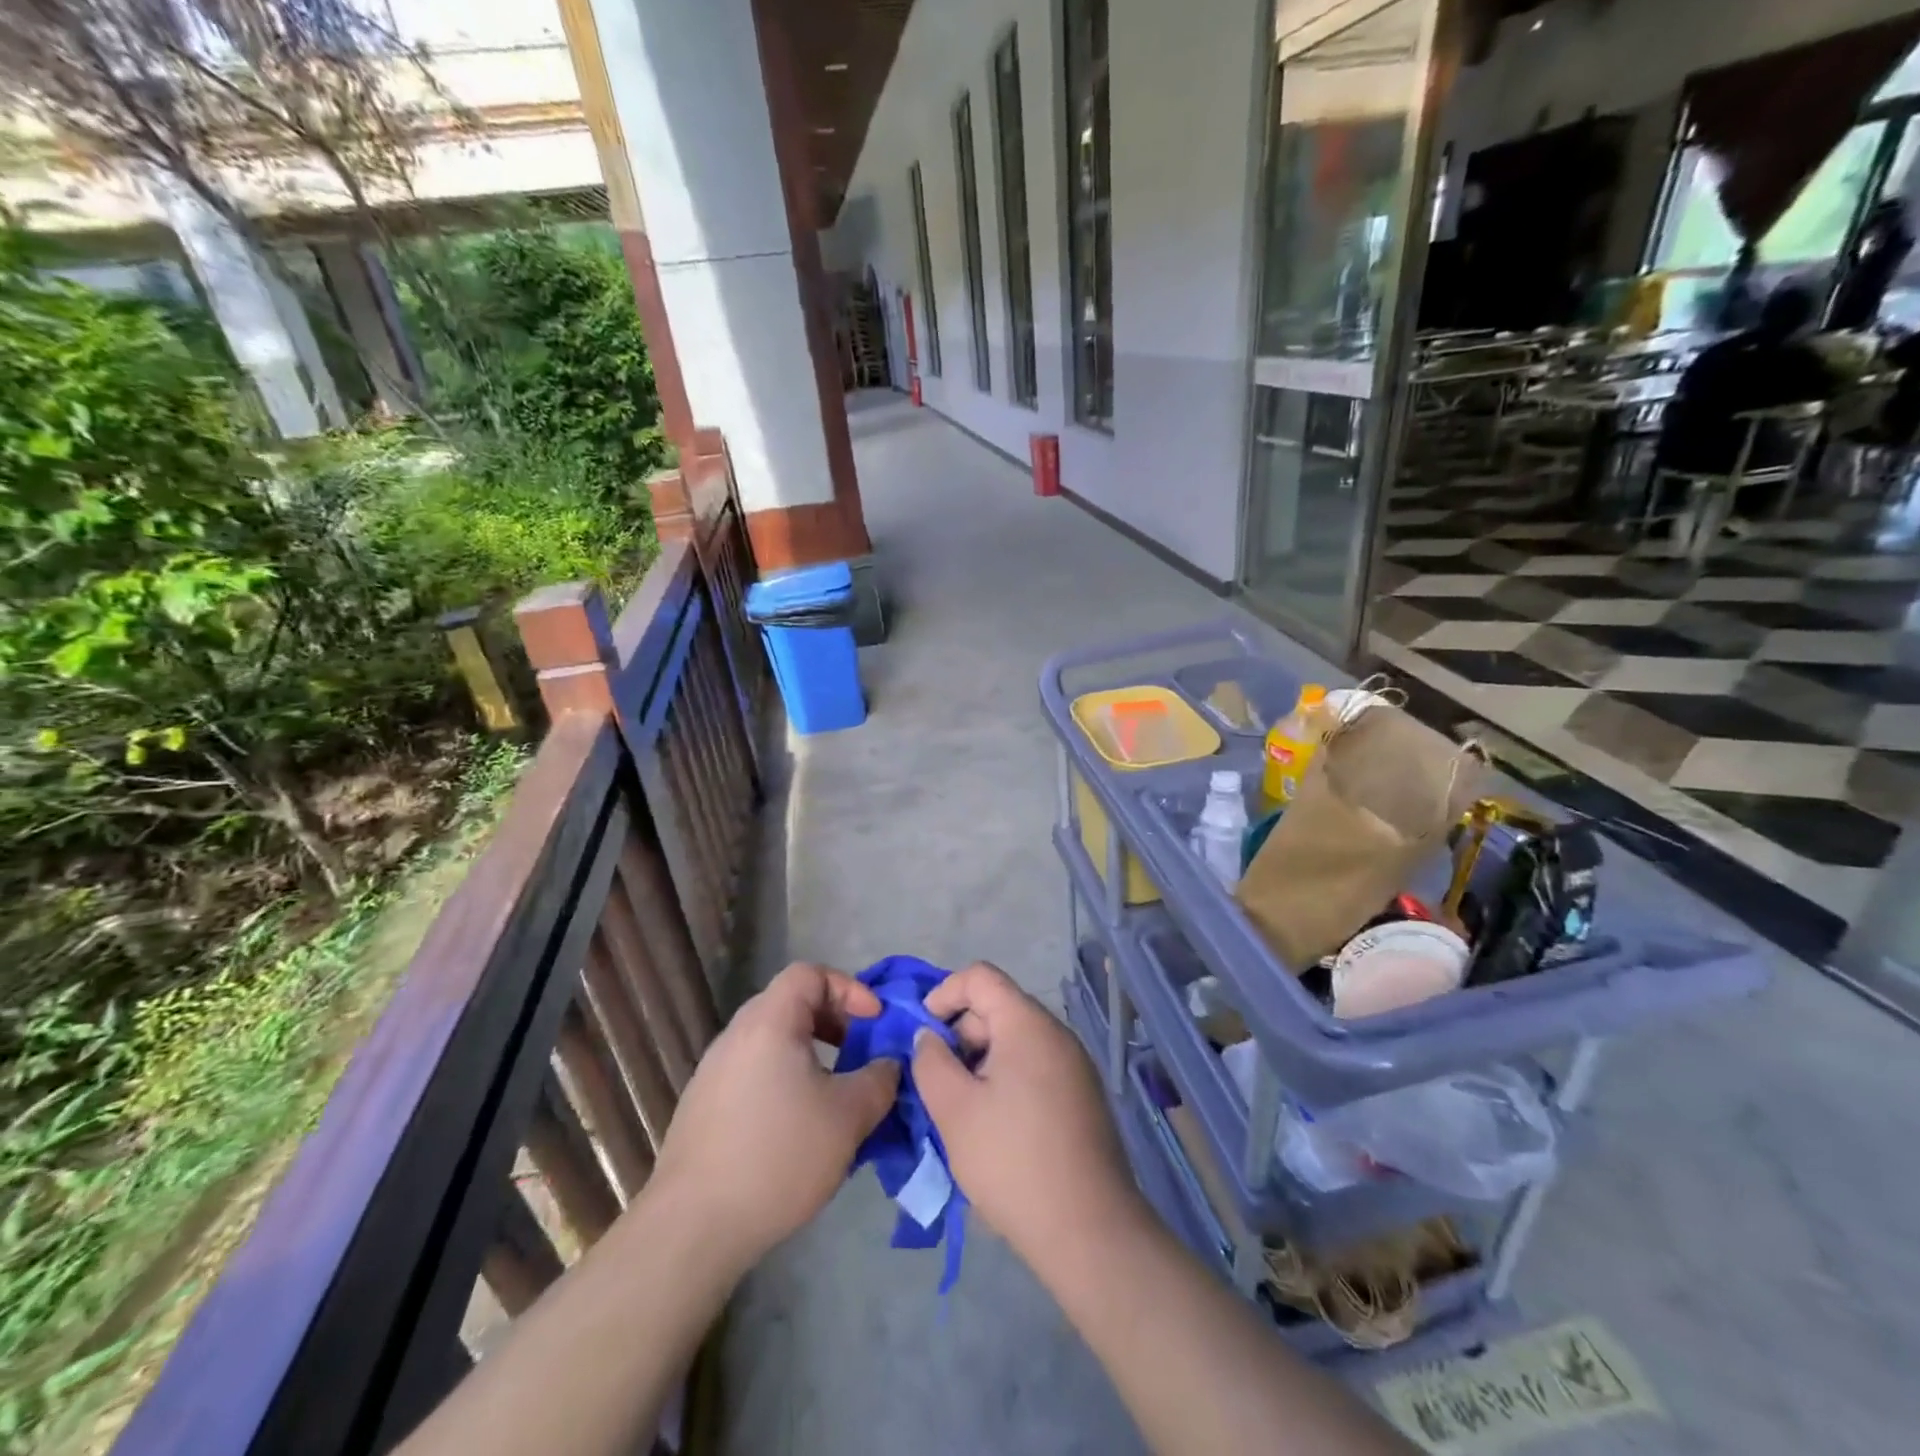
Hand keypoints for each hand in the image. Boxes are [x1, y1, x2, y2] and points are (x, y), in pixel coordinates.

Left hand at [651, 962, 898, 1268]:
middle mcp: (736, 1036)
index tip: (874, 1023)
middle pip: (791, 1004)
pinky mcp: (703, 1107)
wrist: (692, 1227)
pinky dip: (785, 1081)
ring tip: (835, 1094)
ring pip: (773, 1042)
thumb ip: (879, 1079)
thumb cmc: (778, 1156)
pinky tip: (799, 1128)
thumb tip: (888, 1064)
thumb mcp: (848, 1116)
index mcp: (769, 1022)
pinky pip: (754, 1073)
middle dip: (834, 1022)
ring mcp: (713, 1072)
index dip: (849, 988)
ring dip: (811, 1055)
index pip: (810, 973)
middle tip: (861, 1054)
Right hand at [913, 963, 1142, 1263]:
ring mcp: (1074, 1066)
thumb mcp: (954, 1110)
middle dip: (959, 1034)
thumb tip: (929, 1037)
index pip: (980, 977)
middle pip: (998, 1008)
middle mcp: (1056, 1034)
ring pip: (1014, 1042)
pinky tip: (992, 1125)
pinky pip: (1034, 1067)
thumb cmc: (1013, 1161)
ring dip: (979, 1061)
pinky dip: (1004, 1080)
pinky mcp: (1081, 1097)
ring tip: (960, 1108)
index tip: (921, 1033)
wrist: (1088, 1231)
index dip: (943, 993)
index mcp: (1028, 1024)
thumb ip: (931, 1062)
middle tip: (936, 1081)